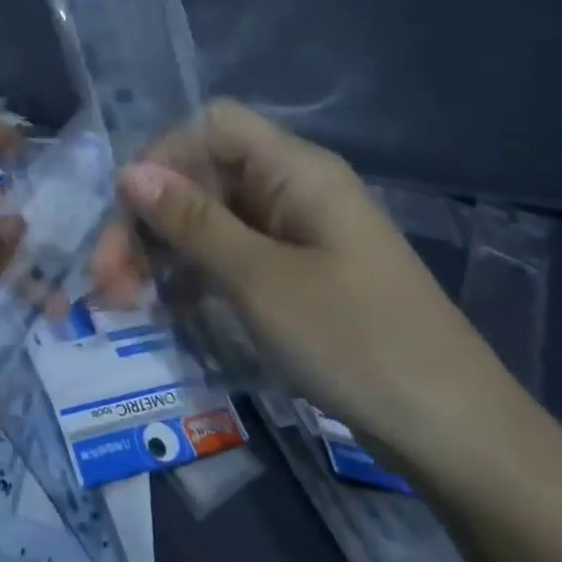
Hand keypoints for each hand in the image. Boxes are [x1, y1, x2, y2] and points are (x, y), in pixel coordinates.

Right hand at [93, 100, 520, 467]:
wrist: (455, 435)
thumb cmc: (357, 342)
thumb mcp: (260, 280)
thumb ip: (191, 222)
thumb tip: (128, 172)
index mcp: (296, 170)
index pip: (211, 127)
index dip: (161, 155)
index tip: (124, 210)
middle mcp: (292, 190)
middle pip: (202, 176)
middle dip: (148, 219)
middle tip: (106, 279)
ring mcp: (294, 234)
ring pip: (208, 220)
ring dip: (162, 251)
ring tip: (123, 300)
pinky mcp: (294, 275)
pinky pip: (228, 256)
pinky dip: (192, 275)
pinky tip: (167, 308)